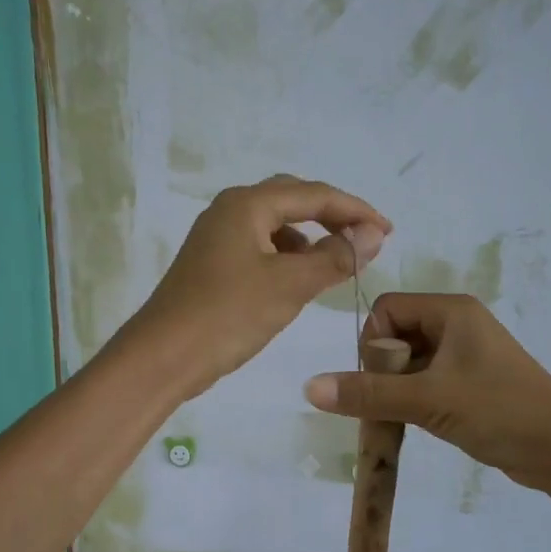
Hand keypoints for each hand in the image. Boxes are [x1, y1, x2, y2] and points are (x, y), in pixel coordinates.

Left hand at [126, 175, 390, 398]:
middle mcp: (229, 211)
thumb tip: (373, 234)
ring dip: (309, 238)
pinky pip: (260, 248)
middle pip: (292, 200)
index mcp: (246, 205)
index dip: (355, 210)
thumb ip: (336, 257)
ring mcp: (217, 238)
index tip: (388, 231)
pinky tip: (298, 281)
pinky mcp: (212, 264)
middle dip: (332, 217)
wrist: (162, 357)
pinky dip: (287, 257)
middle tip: (365, 240)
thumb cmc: (227, 315)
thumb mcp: (290, 285)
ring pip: (275, 226)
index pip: (313, 194)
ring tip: (336, 263)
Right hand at [303, 294, 550, 490]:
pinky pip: (426, 381)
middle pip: (396, 335)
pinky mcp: (470, 383)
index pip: (387, 309)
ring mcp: (466, 355)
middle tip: (392, 403)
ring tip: (402, 419)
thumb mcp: (428, 400)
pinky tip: (417, 424)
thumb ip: (368, 393)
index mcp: (451, 311)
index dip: (374, 342)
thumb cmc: (498, 410)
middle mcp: (457, 324)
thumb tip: (308, 387)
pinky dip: (413, 400)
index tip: (381, 381)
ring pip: (409, 363)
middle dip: (384, 370)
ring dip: (396, 389)